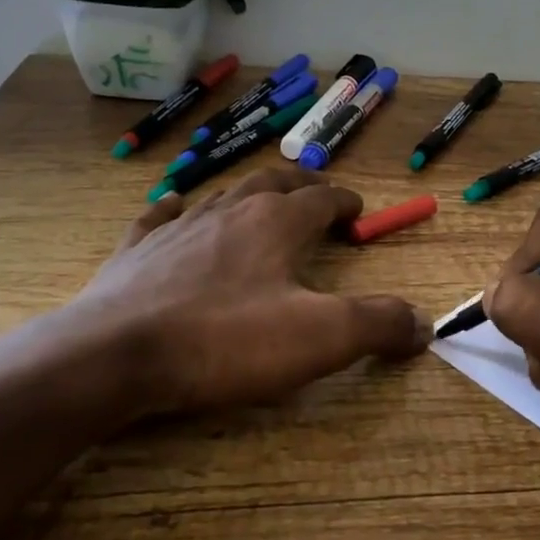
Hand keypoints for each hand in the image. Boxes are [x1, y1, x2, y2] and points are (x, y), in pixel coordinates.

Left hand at [65, 166, 430, 416]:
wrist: (115, 355)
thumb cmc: (224, 341)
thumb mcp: (319, 337)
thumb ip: (378, 324)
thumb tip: (423, 325)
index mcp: (274, 223)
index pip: (320, 198)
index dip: (344, 201)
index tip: (358, 210)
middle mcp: (227, 211)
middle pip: (272, 184)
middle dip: (300, 186)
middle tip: (316, 194)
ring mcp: (176, 227)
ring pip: (221, 195)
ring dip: (247, 195)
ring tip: (259, 202)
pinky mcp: (135, 252)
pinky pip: (160, 216)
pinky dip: (177, 209)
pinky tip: (176, 209)